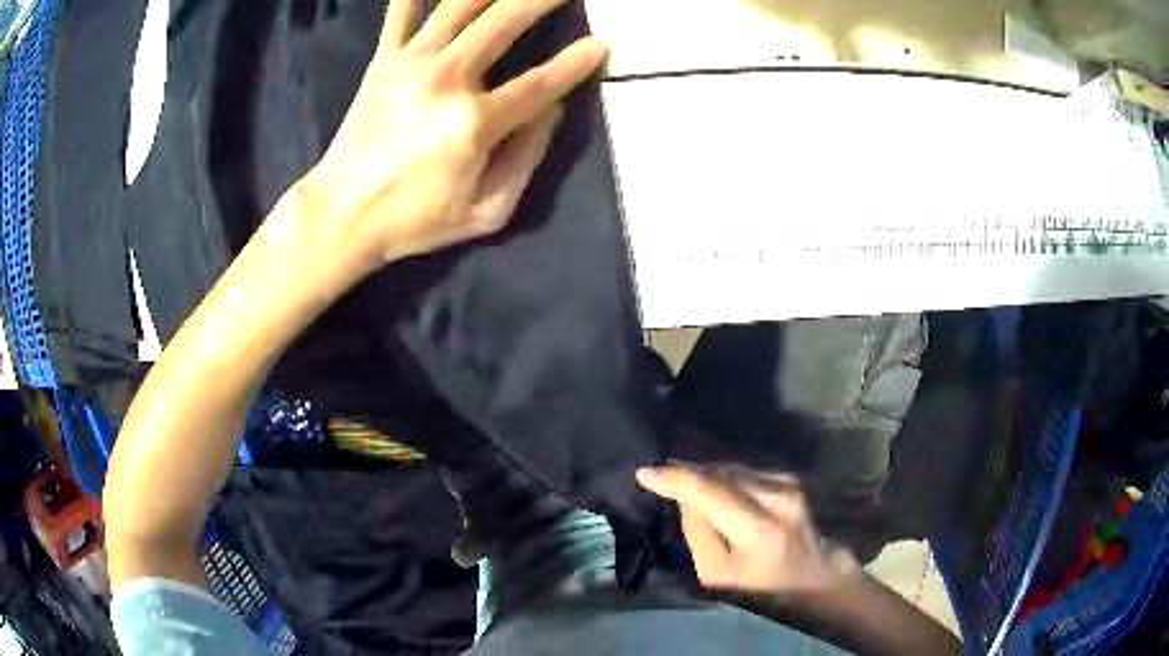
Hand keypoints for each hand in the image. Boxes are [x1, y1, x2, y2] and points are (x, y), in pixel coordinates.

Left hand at [300, 0, 607, 275]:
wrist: (341, 213)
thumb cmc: (415, 220)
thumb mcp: (487, 212)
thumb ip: (527, 159)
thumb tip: (550, 110)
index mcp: (475, 122)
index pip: (542, 82)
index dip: (577, 62)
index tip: (601, 44)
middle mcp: (447, 79)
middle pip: (505, 20)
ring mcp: (411, 63)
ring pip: (461, 5)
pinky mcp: (384, 61)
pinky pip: (402, 13)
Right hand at [637, 463, 858, 599]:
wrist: (815, 577)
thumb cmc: (762, 589)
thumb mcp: (716, 574)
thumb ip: (698, 532)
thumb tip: (685, 496)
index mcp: (760, 530)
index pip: (710, 491)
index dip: (674, 479)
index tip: (643, 472)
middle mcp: (778, 497)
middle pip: (719, 473)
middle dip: (689, 476)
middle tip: (663, 484)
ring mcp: (789, 483)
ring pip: (732, 468)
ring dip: (708, 477)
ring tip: (690, 492)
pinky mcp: (790, 478)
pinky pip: (745, 470)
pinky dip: (726, 479)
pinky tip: (720, 495)